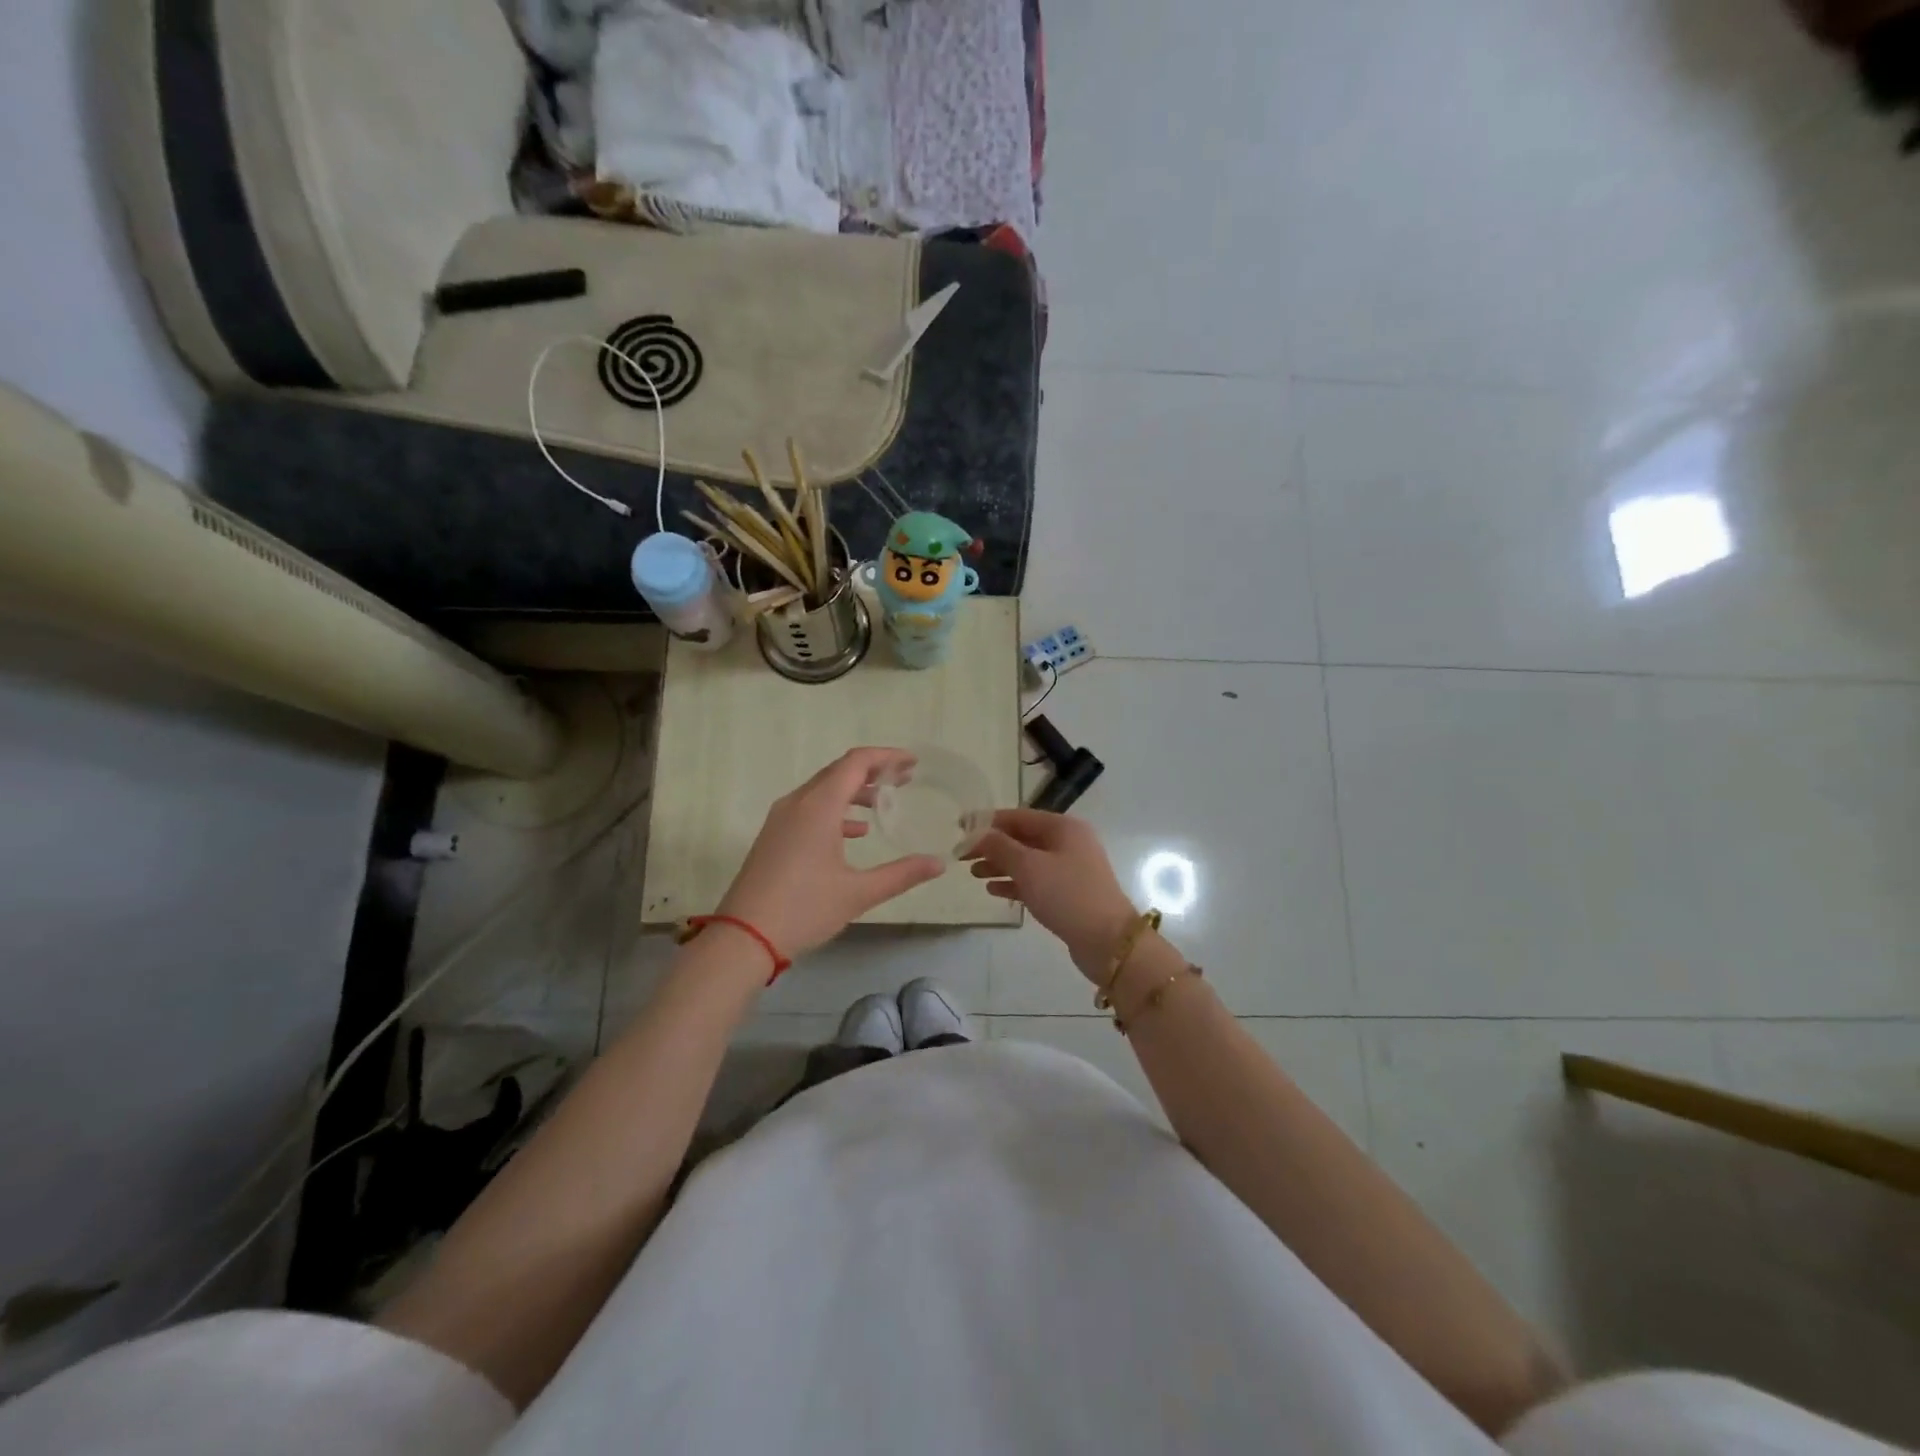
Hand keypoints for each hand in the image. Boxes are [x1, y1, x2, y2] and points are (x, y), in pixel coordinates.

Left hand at [716, 748, 944, 959]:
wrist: (743, 937)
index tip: (912, 763)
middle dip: (873, 771)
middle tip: (904, 779)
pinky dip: (835, 810)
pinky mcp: (774, 836)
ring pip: (822, 789)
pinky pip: (809, 808)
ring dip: (854, 791)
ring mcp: (781, 819)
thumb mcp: (859, 893)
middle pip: (838, 771)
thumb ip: (902, 874)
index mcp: (819, 807)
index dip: (886, 757)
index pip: (856, 763)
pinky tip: (855, 832)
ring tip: (883, 804)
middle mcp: (797, 803)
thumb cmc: (804, 909)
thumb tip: (939, 863)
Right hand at [962, 809, 1135, 980]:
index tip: (960, 827)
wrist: (1108, 941)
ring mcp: (1071, 868)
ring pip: (1028, 860)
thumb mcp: (1028, 867)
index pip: (1018, 816)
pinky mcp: (1069, 893)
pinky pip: (1036, 880)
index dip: (987, 821)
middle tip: (962, 856)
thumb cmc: (1067, 895)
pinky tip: (993, 889)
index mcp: (1063, 827)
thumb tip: (976, 833)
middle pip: (1022, 837)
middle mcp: (1069, 842)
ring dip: (1000, 864)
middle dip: (992, 845)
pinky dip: (1014, 882)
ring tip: (973, 873)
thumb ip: (999, 847)